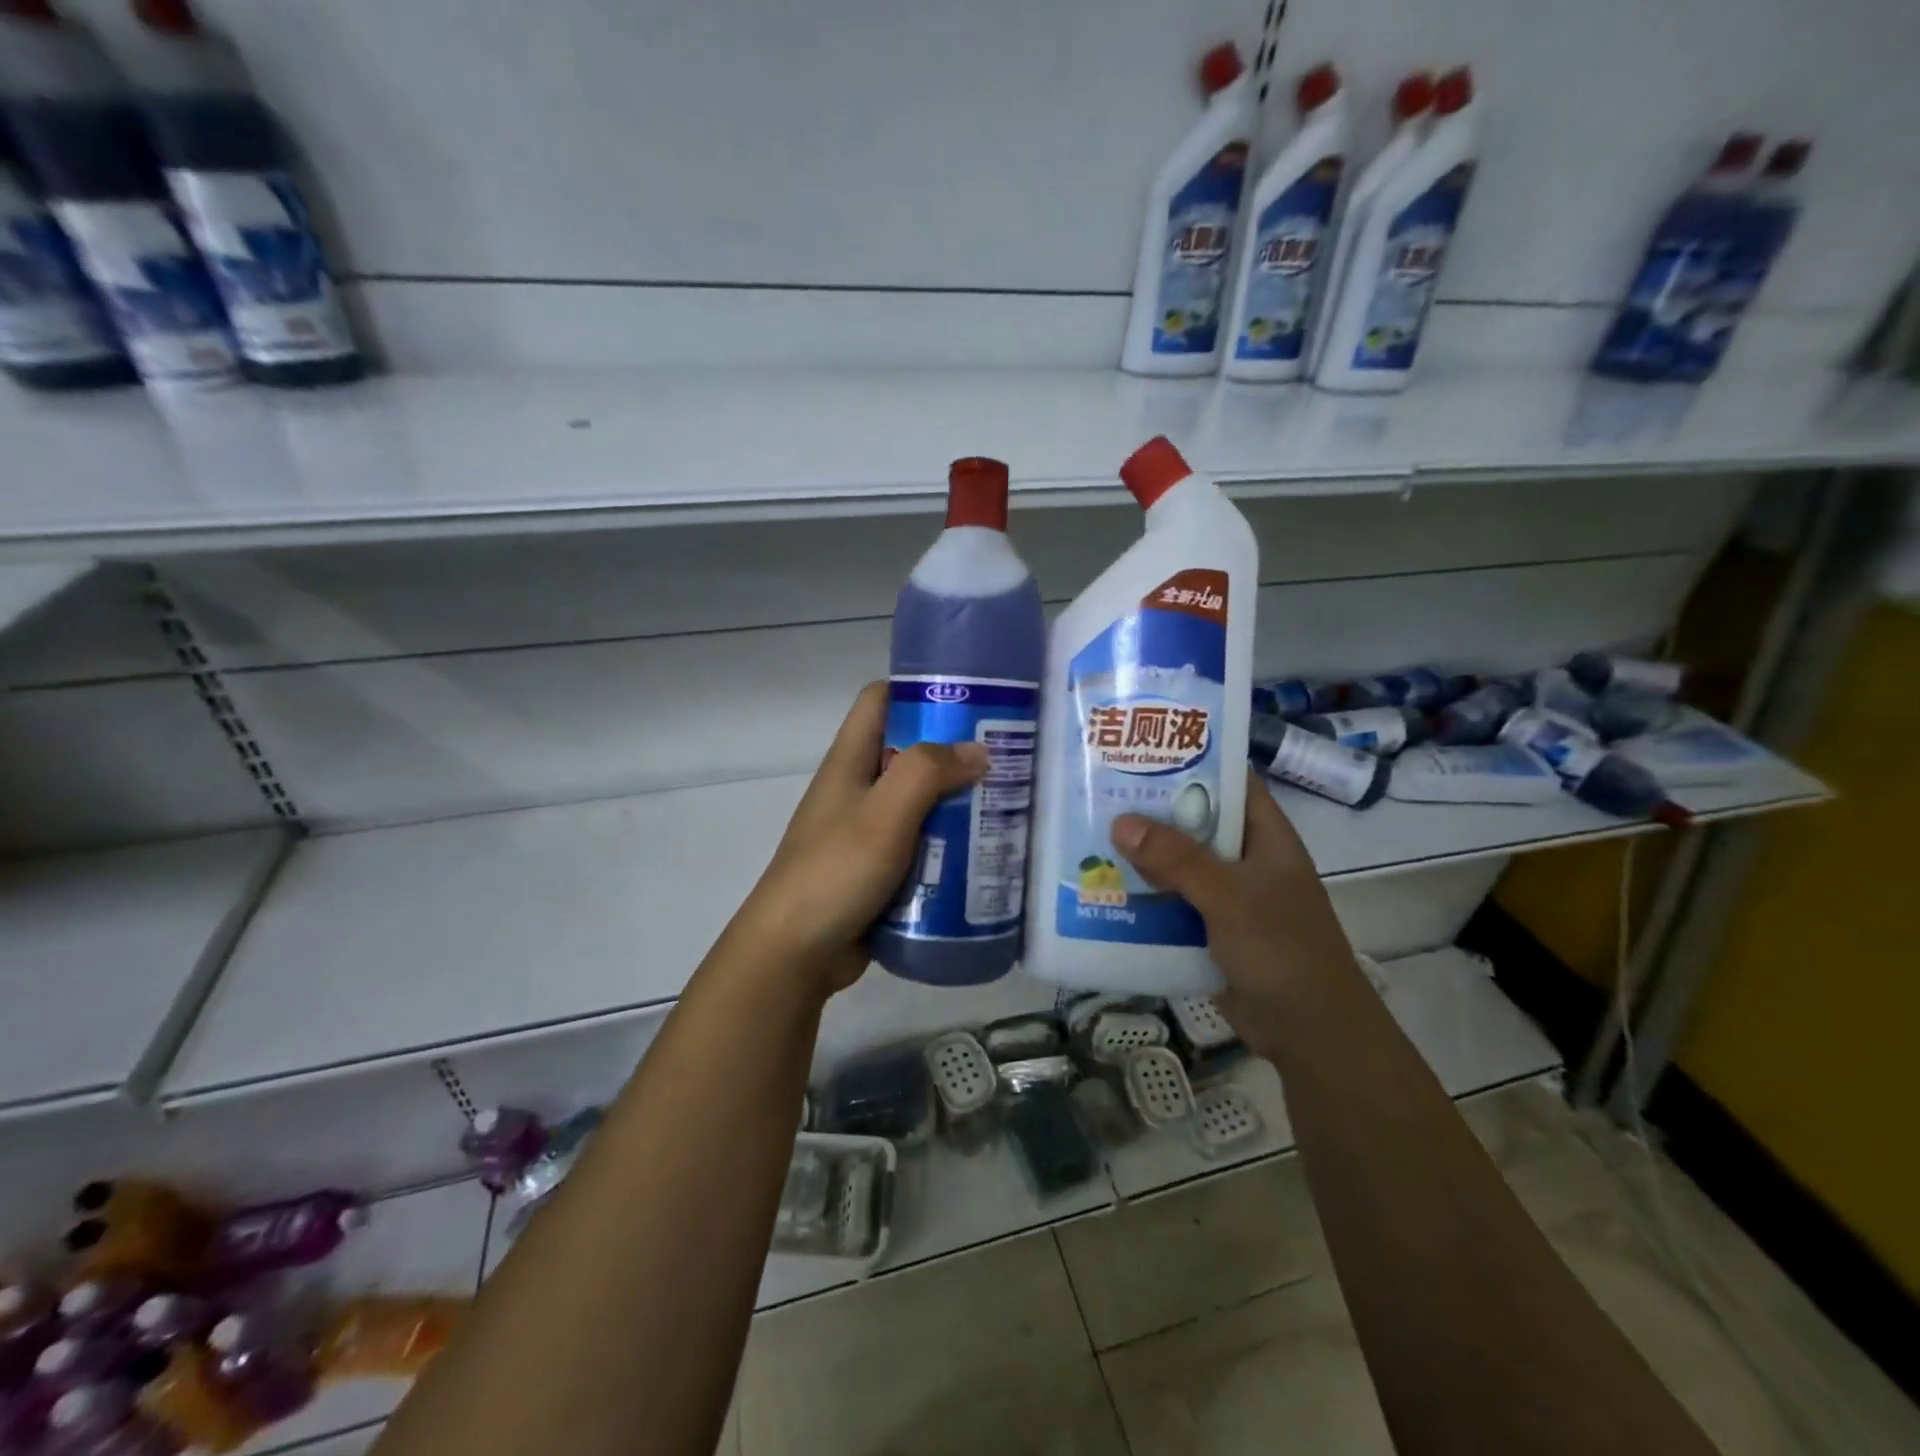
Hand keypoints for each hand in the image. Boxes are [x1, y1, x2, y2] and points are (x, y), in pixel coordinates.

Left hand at [735, 682, 987, 996]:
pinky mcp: (881, 868)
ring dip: (959, 803)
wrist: (796, 953)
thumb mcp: (883, 814)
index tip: (972, 699)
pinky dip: (951, 844)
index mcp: (850, 761)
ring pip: (922, 801)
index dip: (920, 690)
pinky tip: (987, 852)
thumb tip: (978, 751)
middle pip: (911, 752)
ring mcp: (869, 830)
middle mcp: (859, 788)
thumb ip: (928, 773)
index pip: (881, 700)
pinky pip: (923, 843)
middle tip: (1009, 758)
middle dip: (956, 753)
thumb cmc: (835, 871)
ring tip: (1010, 805)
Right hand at [1111, 769, 1356, 1007]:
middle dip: (1152, 809)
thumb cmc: (1282, 950)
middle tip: (1099, 789)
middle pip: (1194, 822)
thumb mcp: (1230, 897)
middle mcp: (1244, 859)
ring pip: (1177, 863)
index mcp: (1265, 837)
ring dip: (1141, 854)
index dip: (1193, 760)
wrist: (1308, 1032)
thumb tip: (1120, 822)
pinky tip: (1103, 886)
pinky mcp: (1207, 928)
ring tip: (1088, 833)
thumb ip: (1178, 859)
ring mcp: (1226, 895)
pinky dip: (1142, 894)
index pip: (1230, 782)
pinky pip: (1169, 900)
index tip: (1143, 746)